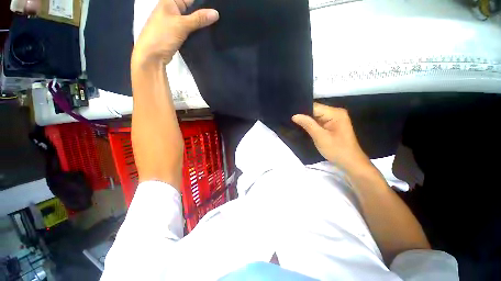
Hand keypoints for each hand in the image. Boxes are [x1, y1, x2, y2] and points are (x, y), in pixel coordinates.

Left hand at [132, 0, 218, 66]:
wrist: (152, 57)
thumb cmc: (162, 36)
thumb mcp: (181, 25)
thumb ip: (199, 19)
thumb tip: (216, 13)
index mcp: (169, 2)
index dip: (202, 3)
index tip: (215, 9)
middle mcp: (172, 11)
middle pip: (191, 10)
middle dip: (203, 14)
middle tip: (218, 18)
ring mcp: (174, 24)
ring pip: (191, 21)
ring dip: (201, 25)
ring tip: (216, 26)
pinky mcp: (177, 36)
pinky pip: (189, 31)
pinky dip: (196, 33)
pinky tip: (206, 35)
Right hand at [292, 103, 371, 172]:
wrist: (350, 163)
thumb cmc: (337, 150)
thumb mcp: (320, 137)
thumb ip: (308, 124)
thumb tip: (294, 115)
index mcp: (335, 113)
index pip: (314, 107)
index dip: (302, 110)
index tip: (290, 114)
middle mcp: (335, 112)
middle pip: (315, 110)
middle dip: (303, 115)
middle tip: (290, 119)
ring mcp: (334, 119)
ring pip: (315, 116)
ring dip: (306, 120)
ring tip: (293, 122)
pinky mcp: (332, 125)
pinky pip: (318, 121)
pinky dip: (311, 124)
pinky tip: (302, 127)